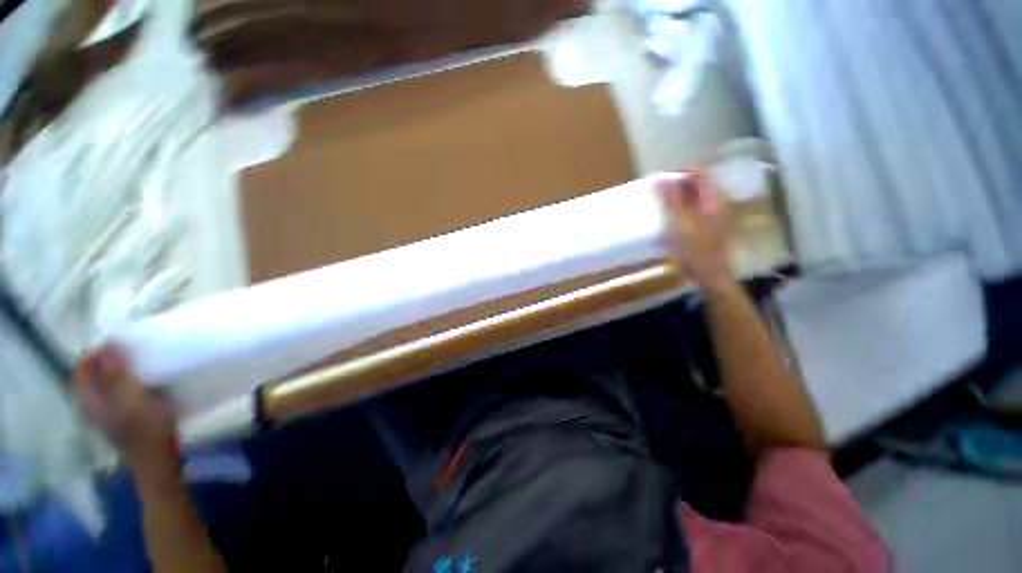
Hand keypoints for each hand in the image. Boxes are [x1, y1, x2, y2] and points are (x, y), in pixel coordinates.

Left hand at [73, 346, 179, 483]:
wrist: (158, 463)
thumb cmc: (147, 431)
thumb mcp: (133, 400)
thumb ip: (117, 373)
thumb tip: (109, 343)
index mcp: (89, 400)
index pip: (82, 367)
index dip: (99, 352)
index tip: (123, 343)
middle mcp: (91, 405)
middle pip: (92, 375)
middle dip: (110, 360)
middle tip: (135, 352)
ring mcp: (105, 414)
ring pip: (105, 384)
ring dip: (120, 372)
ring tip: (143, 365)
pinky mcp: (120, 419)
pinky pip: (117, 393)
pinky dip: (128, 384)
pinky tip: (146, 385)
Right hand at [655, 171, 731, 289]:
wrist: (710, 275)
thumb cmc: (696, 249)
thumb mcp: (680, 224)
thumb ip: (670, 201)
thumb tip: (659, 180)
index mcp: (715, 199)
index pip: (701, 174)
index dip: (681, 173)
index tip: (661, 179)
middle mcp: (718, 203)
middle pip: (699, 185)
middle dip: (678, 185)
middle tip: (658, 192)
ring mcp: (715, 216)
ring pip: (696, 198)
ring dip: (678, 198)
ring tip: (660, 204)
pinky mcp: (709, 226)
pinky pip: (694, 210)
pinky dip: (681, 209)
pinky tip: (670, 218)